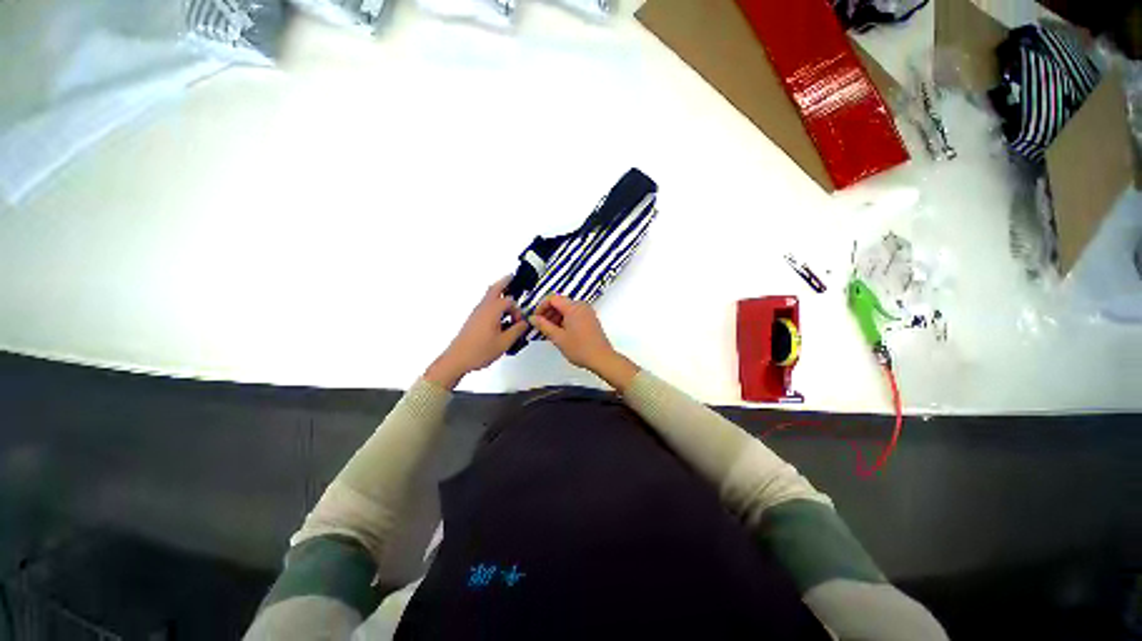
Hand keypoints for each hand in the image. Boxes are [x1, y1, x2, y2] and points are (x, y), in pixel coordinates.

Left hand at [424, 276, 528, 388]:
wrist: (457, 359)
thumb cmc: (478, 351)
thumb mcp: (504, 342)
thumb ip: (517, 330)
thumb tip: (524, 324)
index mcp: (492, 311)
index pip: (509, 302)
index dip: (517, 311)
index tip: (519, 323)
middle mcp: (483, 308)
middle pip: (495, 288)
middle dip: (504, 282)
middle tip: (513, 277)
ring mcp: (476, 313)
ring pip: (489, 296)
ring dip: (499, 293)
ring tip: (508, 293)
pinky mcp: (473, 320)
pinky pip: (486, 305)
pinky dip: (494, 304)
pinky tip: (499, 315)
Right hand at [529, 295, 638, 391]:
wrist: (601, 358)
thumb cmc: (581, 349)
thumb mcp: (558, 337)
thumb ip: (543, 325)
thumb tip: (533, 319)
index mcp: (573, 307)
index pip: (552, 299)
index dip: (541, 307)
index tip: (536, 318)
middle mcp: (581, 306)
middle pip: (560, 303)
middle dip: (548, 313)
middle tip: (541, 326)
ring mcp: (587, 312)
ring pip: (567, 309)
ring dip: (556, 317)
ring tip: (550, 331)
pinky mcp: (590, 318)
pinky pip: (574, 314)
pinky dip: (565, 320)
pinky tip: (560, 332)